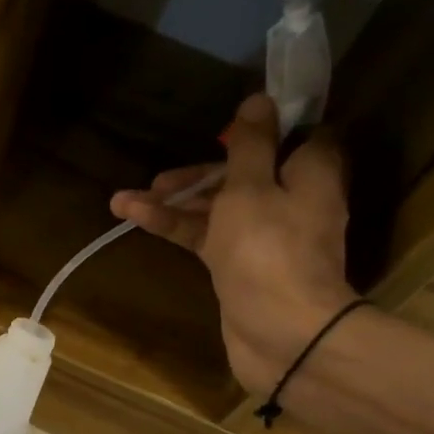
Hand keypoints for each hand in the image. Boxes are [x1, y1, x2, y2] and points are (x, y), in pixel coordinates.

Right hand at [111, 94, 356, 395]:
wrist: (282, 334)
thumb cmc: (269, 251)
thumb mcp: (251, 188)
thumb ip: (250, 145)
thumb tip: (259, 99)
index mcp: (308, 174)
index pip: (294, 138)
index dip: (261, 130)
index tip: (227, 126)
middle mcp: (291, 201)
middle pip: (243, 174)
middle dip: (198, 174)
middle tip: (160, 177)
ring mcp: (264, 237)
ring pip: (218, 208)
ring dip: (175, 203)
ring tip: (125, 200)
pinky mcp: (240, 267)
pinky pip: (207, 236)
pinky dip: (176, 227)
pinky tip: (134, 217)